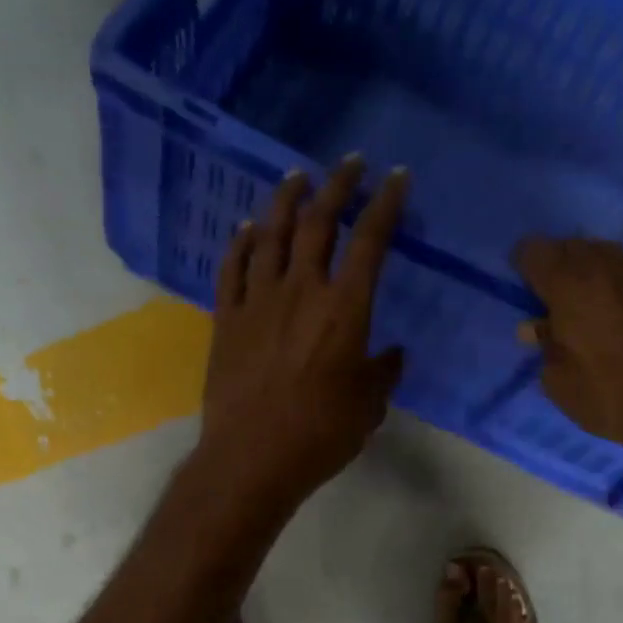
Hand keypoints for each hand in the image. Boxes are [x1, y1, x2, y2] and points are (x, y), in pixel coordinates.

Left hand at [197, 156, 406, 511]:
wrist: (252, 458)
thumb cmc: (320, 435)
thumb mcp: (368, 406)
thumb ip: (383, 373)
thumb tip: (393, 354)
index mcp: (345, 309)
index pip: (370, 240)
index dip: (386, 204)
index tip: (397, 178)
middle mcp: (301, 291)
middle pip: (318, 223)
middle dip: (337, 186)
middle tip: (349, 163)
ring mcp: (258, 302)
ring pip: (270, 235)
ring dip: (285, 201)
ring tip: (297, 177)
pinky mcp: (226, 319)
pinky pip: (232, 269)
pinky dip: (240, 244)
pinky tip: (247, 228)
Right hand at [514, 237, 622, 470]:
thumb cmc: (611, 397)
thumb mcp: (558, 382)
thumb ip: (545, 345)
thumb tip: (537, 327)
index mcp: (569, 286)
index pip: (534, 251)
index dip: (525, 268)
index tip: (527, 293)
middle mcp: (606, 267)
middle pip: (571, 246)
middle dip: (558, 267)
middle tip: (555, 302)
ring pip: (606, 255)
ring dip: (591, 273)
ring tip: (592, 307)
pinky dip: (622, 286)